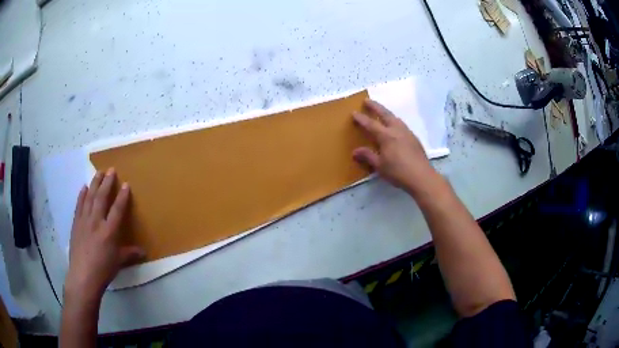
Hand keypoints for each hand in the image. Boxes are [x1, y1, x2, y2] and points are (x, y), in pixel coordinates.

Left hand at [65, 168, 144, 301]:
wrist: (83, 276)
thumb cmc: (103, 270)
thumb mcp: (118, 262)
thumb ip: (130, 254)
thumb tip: (144, 252)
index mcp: (109, 232)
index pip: (117, 209)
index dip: (122, 196)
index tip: (126, 184)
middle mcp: (96, 222)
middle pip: (101, 198)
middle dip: (107, 182)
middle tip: (111, 169)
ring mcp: (84, 221)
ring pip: (89, 198)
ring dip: (94, 184)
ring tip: (98, 172)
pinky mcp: (76, 224)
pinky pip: (79, 205)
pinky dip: (81, 195)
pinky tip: (83, 187)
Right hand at [352, 99, 438, 195]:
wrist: (422, 177)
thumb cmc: (398, 172)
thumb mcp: (380, 166)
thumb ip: (368, 156)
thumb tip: (355, 151)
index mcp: (386, 136)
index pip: (371, 124)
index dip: (361, 118)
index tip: (354, 112)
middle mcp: (397, 130)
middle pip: (385, 114)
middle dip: (375, 106)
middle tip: (367, 100)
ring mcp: (407, 133)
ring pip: (395, 118)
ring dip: (386, 113)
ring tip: (381, 112)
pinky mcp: (414, 138)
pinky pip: (402, 124)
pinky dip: (395, 121)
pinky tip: (395, 127)